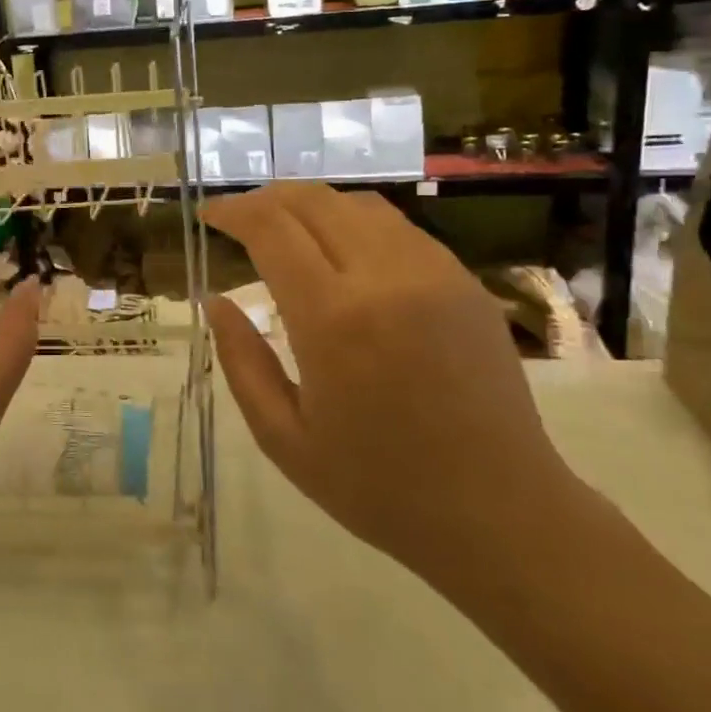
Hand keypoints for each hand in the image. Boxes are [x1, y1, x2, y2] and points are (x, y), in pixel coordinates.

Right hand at [204, 184, 584, 585]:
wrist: (501, 513)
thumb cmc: (378, 487)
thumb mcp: (283, 437)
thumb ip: (241, 361)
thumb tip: (216, 301)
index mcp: (333, 320)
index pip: (271, 229)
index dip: (233, 211)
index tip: (209, 215)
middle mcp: (385, 278)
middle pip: (314, 202)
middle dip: (266, 198)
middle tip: (239, 217)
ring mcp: (434, 274)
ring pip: (358, 205)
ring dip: (311, 205)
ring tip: (286, 229)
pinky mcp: (465, 282)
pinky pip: (398, 229)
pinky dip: (354, 223)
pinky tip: (341, 252)